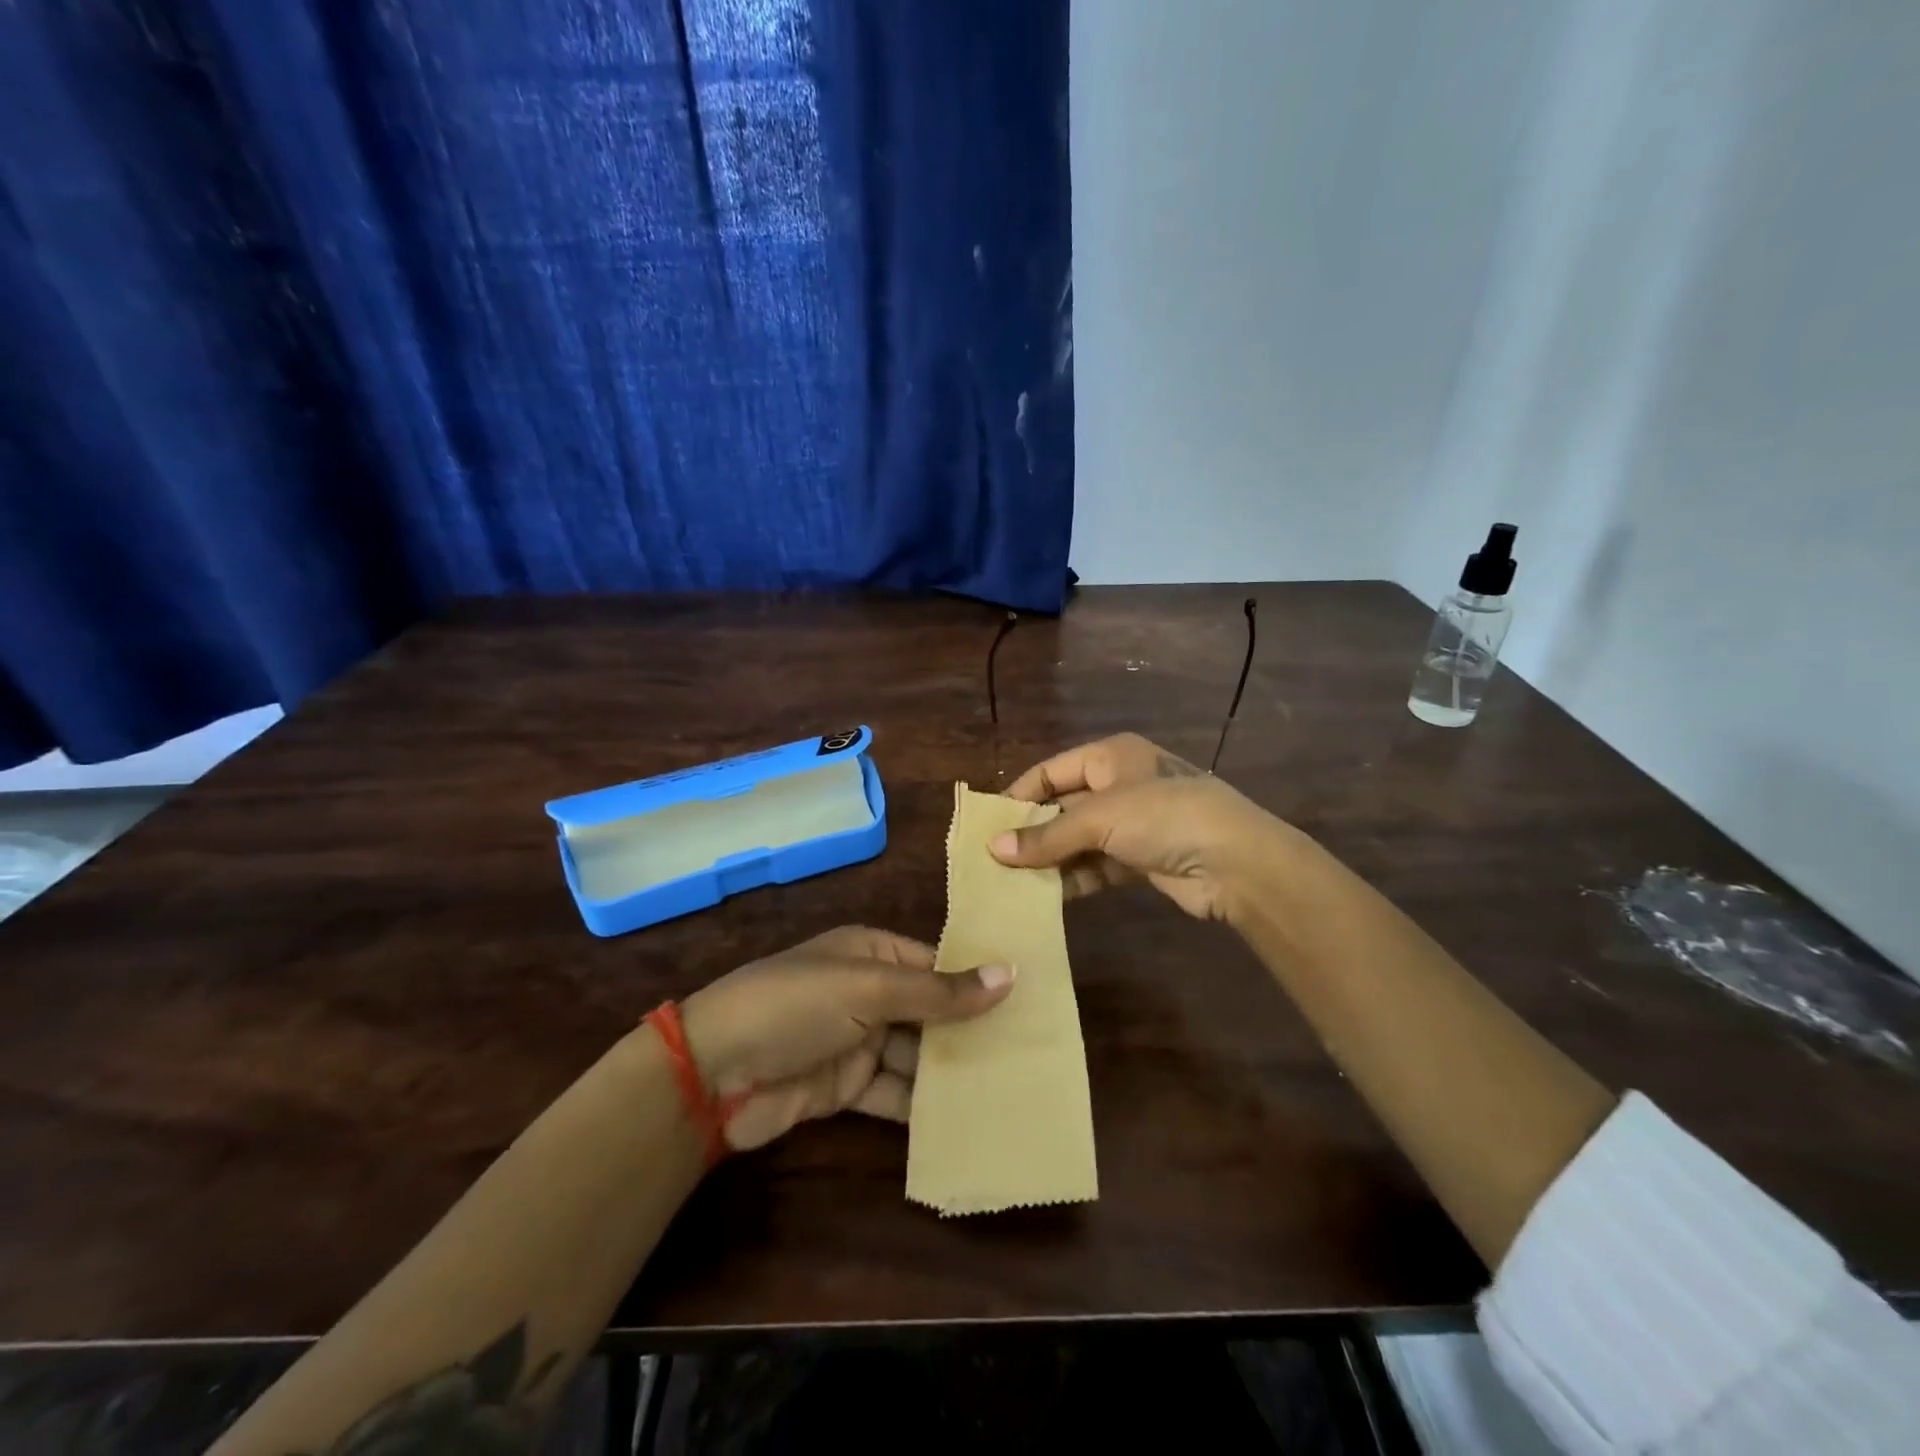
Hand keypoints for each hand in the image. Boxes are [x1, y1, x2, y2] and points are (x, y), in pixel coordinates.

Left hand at [680, 926, 1013, 1151]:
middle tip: (1031, 1052)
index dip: (977, 981)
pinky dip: (922, 1106)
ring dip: (952, 1071)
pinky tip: (964, 1120)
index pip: (935, 963)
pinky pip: (894, 1093)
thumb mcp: (868, 990)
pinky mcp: (846, 1087)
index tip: (1029, 1002)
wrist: (713, 1074)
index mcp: (872, 952)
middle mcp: (868, 992)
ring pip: (916, 1055)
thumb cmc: (794, 1006)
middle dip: (970, 1031)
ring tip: (1010, 1088)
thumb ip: (938, 992)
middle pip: (930, 1011)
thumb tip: (1009, 975)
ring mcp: (857, 1041)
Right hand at [989, 733, 1294, 922]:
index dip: (1020, 795)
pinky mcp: (1140, 860)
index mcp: (1110, 757)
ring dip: (1050, 860)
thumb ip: (1047, 835)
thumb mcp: (1100, 818)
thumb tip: (994, 849)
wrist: (1235, 862)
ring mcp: (1132, 824)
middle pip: (1062, 807)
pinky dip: (1073, 879)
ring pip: (1077, 841)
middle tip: (994, 860)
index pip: (1051, 771)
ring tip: (1011, 883)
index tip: (989, 824)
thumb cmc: (1163, 817)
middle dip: (1032, 833)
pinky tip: (1046, 897)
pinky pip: (1096, 866)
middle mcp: (1119, 785)